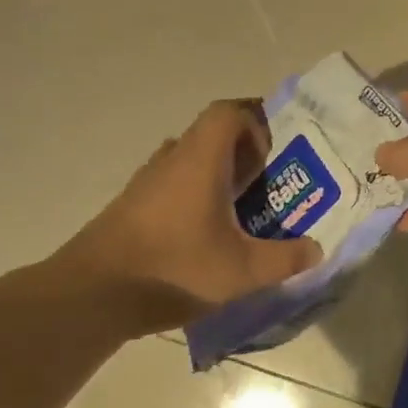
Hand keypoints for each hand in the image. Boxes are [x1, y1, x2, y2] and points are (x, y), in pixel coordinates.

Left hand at [36, 100, 320, 333]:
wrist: (91, 295)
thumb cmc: (174, 269)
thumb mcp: (243, 270)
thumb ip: (285, 259)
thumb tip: (317, 250)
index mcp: (200, 159)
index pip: (229, 111)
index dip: (256, 122)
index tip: (273, 156)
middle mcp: (172, 160)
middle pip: (211, 135)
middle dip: (245, 155)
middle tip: (269, 185)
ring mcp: (146, 183)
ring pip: (191, 162)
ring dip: (218, 177)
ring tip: (243, 213)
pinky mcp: (130, 208)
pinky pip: (172, 186)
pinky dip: (195, 198)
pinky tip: (206, 238)